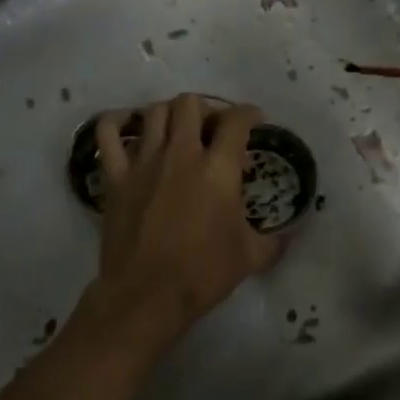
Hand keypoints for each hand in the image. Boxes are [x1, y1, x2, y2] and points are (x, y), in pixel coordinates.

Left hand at [87, 94, 284, 353]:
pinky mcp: (115, 177)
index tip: (253, 121)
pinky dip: (116, 122)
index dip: (249, 114)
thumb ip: (274, 239)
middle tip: (213, 129)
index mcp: (218, 169)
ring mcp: (144, 162)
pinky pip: (107, 134)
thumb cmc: (203, 274)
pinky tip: (127, 126)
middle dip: (207, 109)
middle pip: (191, 104)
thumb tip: (292, 232)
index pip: (236, 121)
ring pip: (154, 112)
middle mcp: (181, 154)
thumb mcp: (251, 256)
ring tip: (177, 129)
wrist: (147, 295)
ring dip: (169, 113)